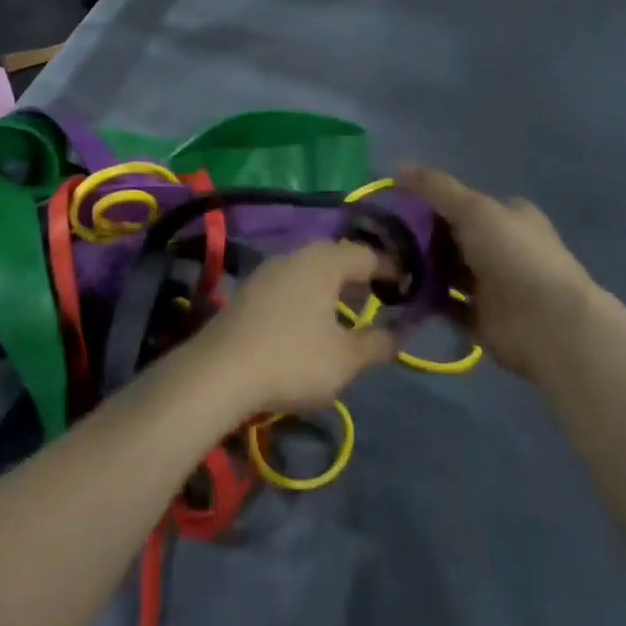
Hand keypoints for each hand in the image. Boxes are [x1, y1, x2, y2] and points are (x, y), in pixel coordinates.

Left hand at [197, 242, 397, 415]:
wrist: (220, 371)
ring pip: (309, 270)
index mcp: (323, 261)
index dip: (389, 269)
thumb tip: (401, 333)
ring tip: (344, 316)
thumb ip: (377, 343)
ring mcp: (266, 271)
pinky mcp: (247, 291)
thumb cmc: (293, 359)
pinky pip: (288, 284)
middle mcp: (294, 255)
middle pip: (335, 257)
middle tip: (375, 300)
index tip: (405, 289)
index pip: (366, 254)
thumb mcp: (346, 359)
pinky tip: (307, 324)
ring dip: (330, 287)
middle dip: (358, 277)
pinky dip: (306, 296)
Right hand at [399, 166, 598, 378]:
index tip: (395, 204)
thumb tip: (397, 166)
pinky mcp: (481, 318)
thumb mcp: (473, 208)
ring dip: (420, 267)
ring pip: (447, 271)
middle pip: (452, 237)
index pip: (464, 202)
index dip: (431, 201)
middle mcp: (502, 248)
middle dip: (420, 236)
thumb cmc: (514, 255)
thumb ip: (435, 188)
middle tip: (382, 236)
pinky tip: (396, 291)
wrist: (548, 324)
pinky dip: (425, 299)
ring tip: (382, 262)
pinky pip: (445, 304)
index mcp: (508, 216)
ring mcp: (492, 286)